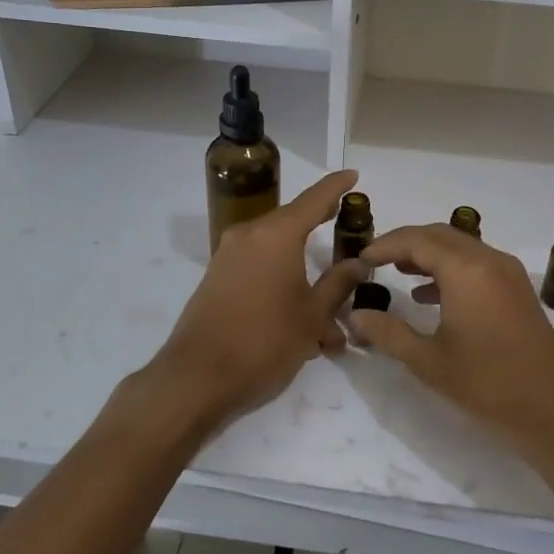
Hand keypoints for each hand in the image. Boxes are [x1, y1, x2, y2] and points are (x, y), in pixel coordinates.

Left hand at [148, 170, 367, 435]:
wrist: (196, 378)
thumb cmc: (264, 341)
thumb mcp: (312, 315)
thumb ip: (338, 284)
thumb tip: (357, 262)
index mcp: (276, 234)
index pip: (313, 199)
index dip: (336, 187)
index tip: (353, 175)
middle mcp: (249, 236)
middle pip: (293, 225)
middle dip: (322, 235)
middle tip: (348, 232)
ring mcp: (229, 257)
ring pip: (278, 256)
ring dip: (304, 278)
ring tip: (333, 319)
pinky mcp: (217, 280)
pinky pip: (259, 271)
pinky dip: (283, 287)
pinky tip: (302, 325)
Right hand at [347, 224, 553, 462]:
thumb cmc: (488, 384)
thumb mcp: (429, 361)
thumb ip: (388, 333)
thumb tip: (355, 316)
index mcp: (465, 270)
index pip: (416, 240)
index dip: (384, 245)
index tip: (360, 258)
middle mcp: (488, 260)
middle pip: (439, 235)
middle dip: (405, 243)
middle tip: (375, 260)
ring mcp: (507, 272)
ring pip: (460, 247)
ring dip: (428, 254)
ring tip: (398, 272)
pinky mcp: (517, 289)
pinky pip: (476, 263)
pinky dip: (450, 268)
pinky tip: (430, 295)